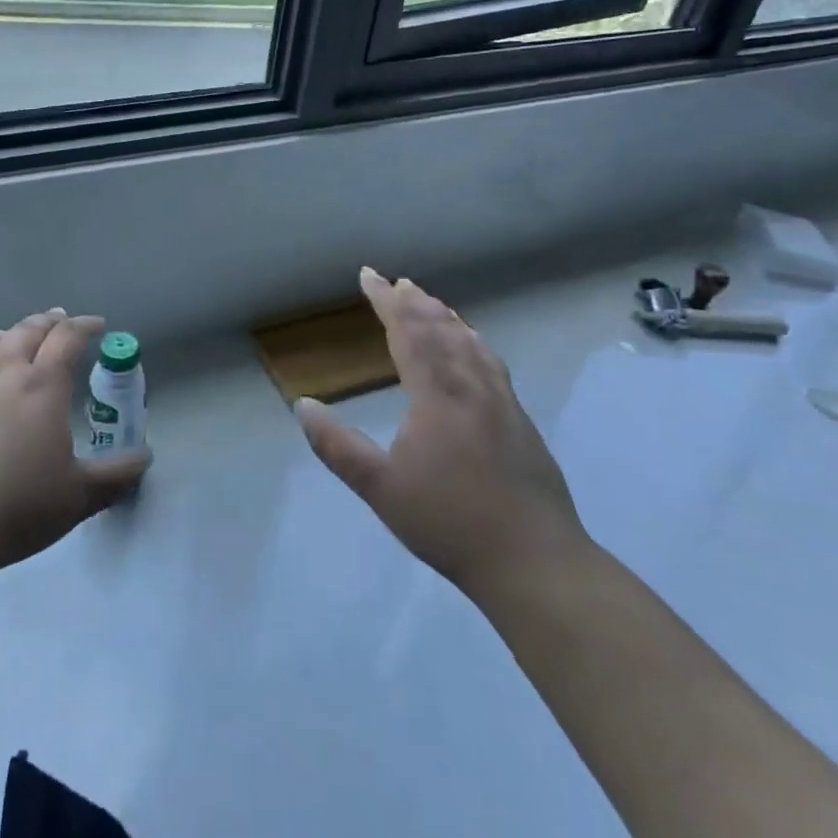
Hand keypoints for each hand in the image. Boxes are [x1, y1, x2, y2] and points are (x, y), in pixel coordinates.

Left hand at [0, 310, 150, 583]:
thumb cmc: (15, 509)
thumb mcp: (78, 498)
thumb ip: (116, 475)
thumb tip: (146, 457)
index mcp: (43, 385)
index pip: (68, 338)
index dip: (85, 326)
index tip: (97, 325)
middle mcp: (4, 370)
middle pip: (29, 329)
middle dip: (51, 322)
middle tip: (62, 322)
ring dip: (14, 333)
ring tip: (20, 338)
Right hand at [295, 268, 586, 596]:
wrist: (534, 562)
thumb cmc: (450, 522)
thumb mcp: (381, 488)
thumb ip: (338, 447)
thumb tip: (303, 406)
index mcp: (437, 393)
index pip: (407, 331)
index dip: (385, 300)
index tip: (368, 275)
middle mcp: (471, 385)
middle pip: (440, 329)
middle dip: (414, 302)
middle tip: (396, 282)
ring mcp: (501, 401)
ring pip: (470, 342)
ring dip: (445, 317)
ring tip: (431, 303)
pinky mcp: (520, 420)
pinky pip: (491, 361)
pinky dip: (473, 340)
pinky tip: (474, 348)